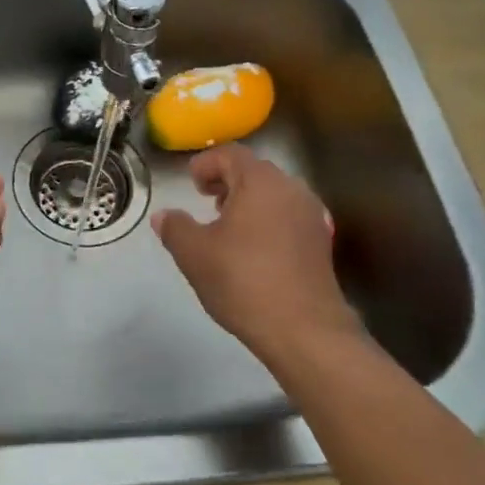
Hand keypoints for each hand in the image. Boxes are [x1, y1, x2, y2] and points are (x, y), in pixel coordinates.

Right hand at [152, 145, 366, 375]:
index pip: (231, 154)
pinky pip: (288, 216)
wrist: (303, 329)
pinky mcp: (321, 242)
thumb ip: (175, 228)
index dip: (206, 163)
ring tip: (227, 225)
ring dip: (248, 201)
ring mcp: (311, 216)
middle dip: (228, 181)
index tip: (191, 182)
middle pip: (255, 171)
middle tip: (205, 199)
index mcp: (260, 182)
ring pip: (274, 194)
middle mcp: (291, 189)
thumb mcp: (194, 253)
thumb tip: (163, 215)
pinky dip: (268, 220)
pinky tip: (253, 248)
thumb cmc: (243, 281)